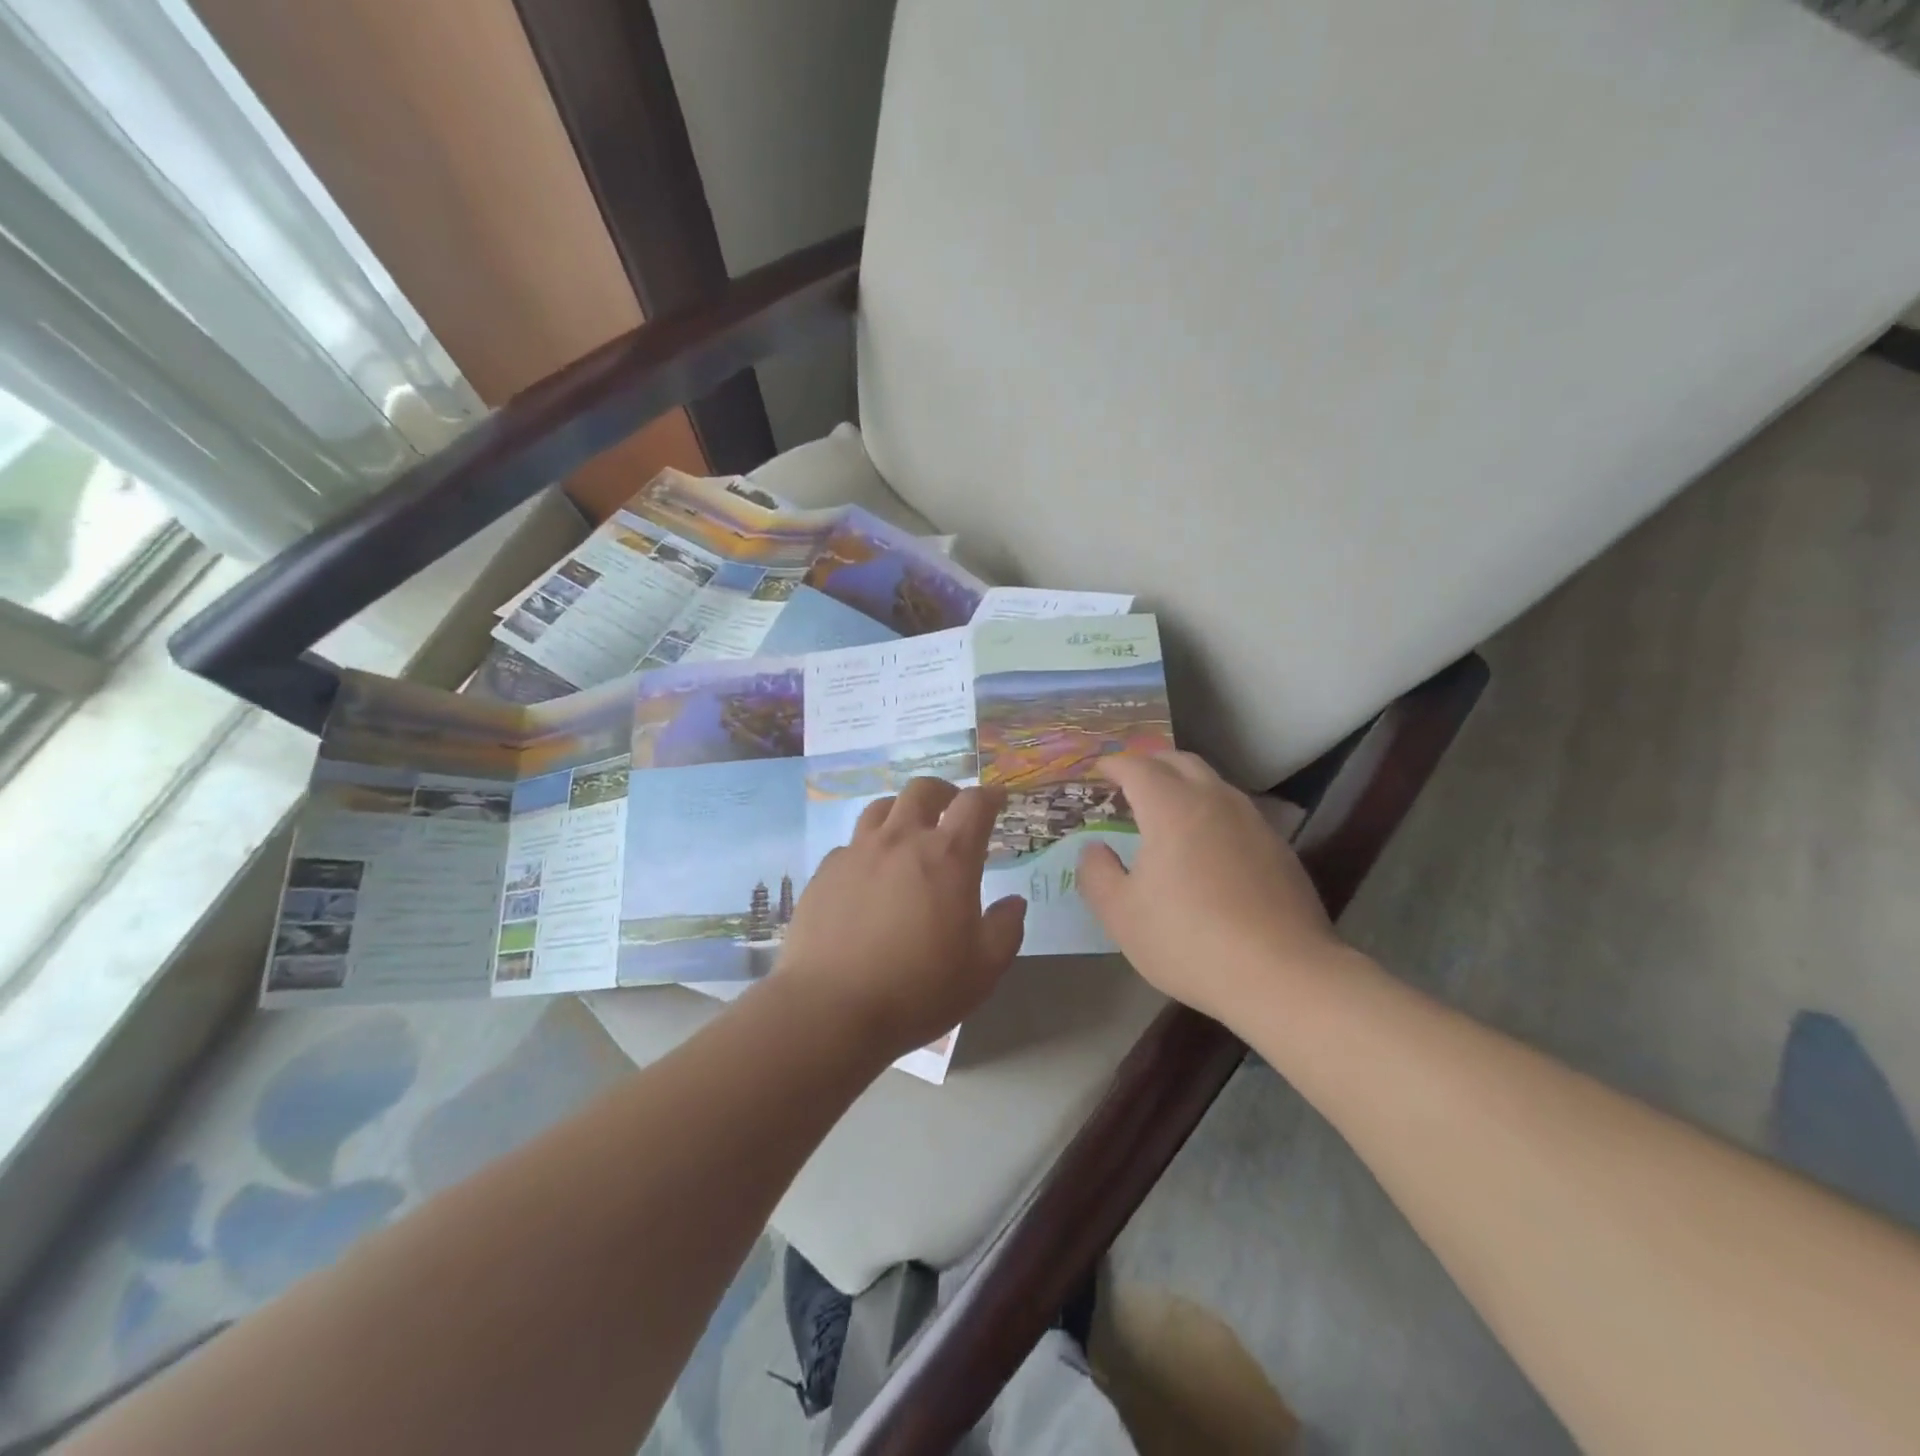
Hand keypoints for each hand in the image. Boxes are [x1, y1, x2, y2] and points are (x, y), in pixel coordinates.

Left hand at [777, 778, 1026, 1062]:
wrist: (830, 1008)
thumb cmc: (918, 989)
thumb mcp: (982, 970)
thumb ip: (1005, 929)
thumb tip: (1014, 902)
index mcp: (947, 856)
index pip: (974, 804)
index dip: (990, 796)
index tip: (998, 800)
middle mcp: (901, 840)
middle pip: (922, 790)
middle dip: (944, 792)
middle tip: (952, 809)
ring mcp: (858, 852)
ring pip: (881, 807)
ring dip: (902, 810)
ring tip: (908, 832)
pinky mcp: (825, 871)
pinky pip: (851, 844)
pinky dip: (868, 847)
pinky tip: (869, 874)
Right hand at [1077, 751, 1349, 1025]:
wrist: (1283, 975)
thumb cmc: (1189, 940)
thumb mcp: (1122, 914)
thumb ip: (1097, 873)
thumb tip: (1095, 849)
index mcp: (1172, 808)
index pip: (1137, 767)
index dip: (1113, 764)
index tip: (1098, 771)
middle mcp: (1215, 801)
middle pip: (1180, 761)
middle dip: (1150, 763)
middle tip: (1129, 782)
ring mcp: (1252, 821)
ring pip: (1213, 783)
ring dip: (1184, 784)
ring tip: (1166, 810)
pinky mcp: (1278, 847)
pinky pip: (1235, 812)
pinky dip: (1211, 812)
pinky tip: (1206, 846)